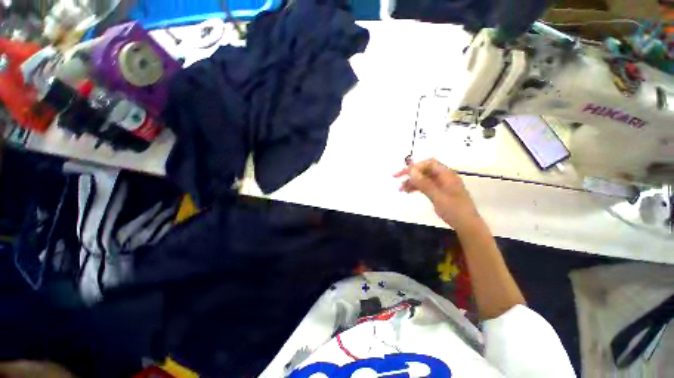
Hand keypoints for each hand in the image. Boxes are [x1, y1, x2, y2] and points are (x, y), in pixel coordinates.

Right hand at [394, 158, 479, 230]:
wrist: (467, 225)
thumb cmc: (454, 210)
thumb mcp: (437, 197)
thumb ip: (424, 183)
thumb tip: (411, 171)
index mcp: (447, 175)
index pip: (429, 163)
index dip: (415, 166)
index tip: (404, 174)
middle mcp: (444, 177)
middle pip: (425, 169)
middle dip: (410, 173)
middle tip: (396, 177)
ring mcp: (442, 184)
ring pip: (424, 178)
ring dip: (412, 181)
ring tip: (400, 189)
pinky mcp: (439, 191)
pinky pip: (426, 185)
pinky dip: (417, 187)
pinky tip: (408, 192)